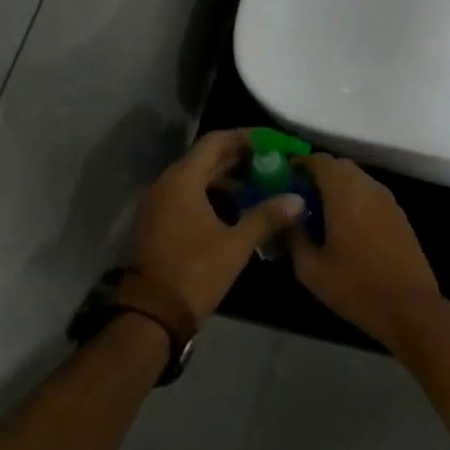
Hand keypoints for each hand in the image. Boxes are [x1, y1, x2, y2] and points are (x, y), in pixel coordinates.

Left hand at [126, 130, 304, 323]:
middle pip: (206, 158)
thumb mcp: (236, 244)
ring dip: (227, 179)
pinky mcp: (158, 221)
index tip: (273, 143)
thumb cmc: (195, 271)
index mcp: (183, 180)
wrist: (152, 312)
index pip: (216, 141)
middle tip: (274, 163)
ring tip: (261, 186)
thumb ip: (267, 217)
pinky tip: (237, 210)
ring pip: (197, 178)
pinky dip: (212, 195)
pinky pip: (188, 196)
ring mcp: (159, 203)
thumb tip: (298, 199)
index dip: (246, 138)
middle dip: (240, 158)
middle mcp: (167, 183)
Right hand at [284, 154, 447, 347]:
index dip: (298, 165)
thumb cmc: (355, 287)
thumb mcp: (310, 268)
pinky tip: (344, 227)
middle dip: (317, 177)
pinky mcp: (399, 216)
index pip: (319, 161)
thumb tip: (282, 217)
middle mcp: (368, 188)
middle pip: (339, 167)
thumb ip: (292, 236)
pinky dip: (354, 200)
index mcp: (344, 193)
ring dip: (337, 188)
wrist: (409, 308)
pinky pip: (370, 195)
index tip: (282, 180)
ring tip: (319, 214)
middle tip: (298, 199)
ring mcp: (388, 201)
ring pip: (357, 180)